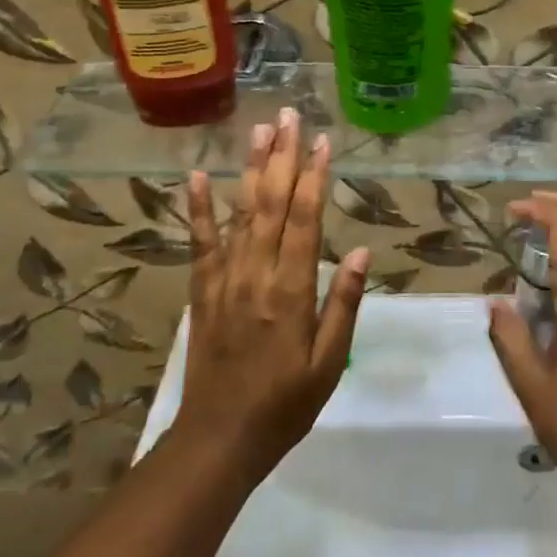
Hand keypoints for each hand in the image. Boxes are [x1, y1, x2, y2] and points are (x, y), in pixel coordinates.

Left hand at [178, 109, 367, 484]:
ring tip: (258, 130)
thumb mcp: (327, 364)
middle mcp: (256, 275)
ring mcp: (225, 280)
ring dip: (251, 169)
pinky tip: (199, 177)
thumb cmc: (284, 405)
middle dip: (282, 156)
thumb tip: (357, 250)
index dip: (314, 177)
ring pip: (240, 213)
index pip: (304, 220)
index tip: (321, 141)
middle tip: (288, 115)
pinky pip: (200, 243)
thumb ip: (342, 304)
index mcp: (291, 291)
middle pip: (271, 204)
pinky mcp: (203, 292)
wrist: (217, 441)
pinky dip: (198, 209)